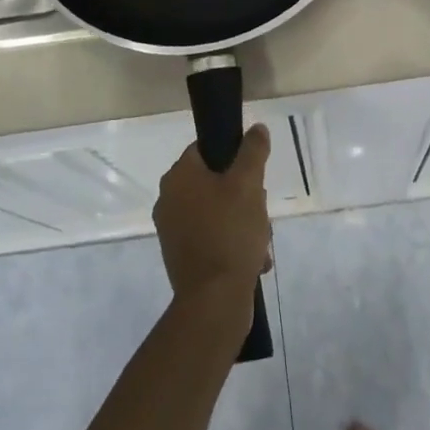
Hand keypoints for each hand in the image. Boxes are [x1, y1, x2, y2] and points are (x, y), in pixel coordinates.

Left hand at [154, 124, 272, 303]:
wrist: (213, 301)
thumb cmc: (230, 233)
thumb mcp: (248, 184)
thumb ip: (253, 151)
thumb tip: (256, 128)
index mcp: (178, 176)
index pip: (206, 149)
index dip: (234, 158)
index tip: (254, 178)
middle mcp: (168, 199)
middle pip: (215, 182)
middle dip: (244, 197)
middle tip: (260, 212)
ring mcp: (172, 230)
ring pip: (217, 212)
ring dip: (242, 223)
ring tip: (260, 242)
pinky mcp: (181, 256)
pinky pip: (212, 238)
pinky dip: (231, 245)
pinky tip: (253, 260)